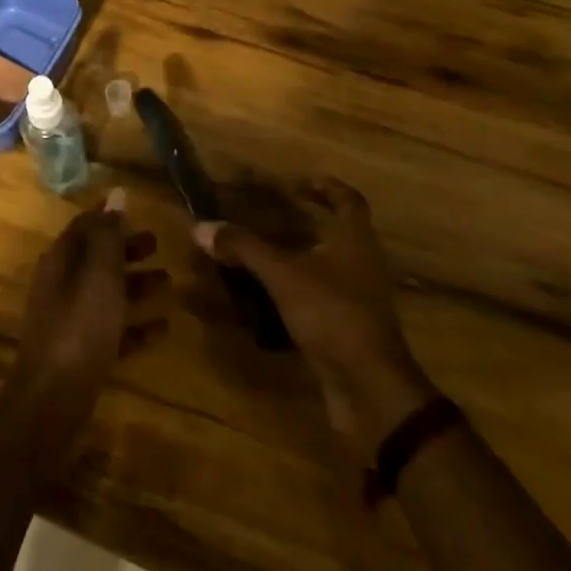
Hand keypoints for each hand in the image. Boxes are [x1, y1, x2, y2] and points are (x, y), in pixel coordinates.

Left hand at [6, 189, 168, 465]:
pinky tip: (165, 328)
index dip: (109, 216)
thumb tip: (117, 194)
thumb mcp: (99, 276)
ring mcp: (70, 321)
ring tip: (169, 283)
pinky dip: (136, 325)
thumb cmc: (79, 329)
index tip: (136, 209)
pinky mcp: (82, 353)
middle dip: (126, 250)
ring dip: (135, 285)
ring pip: (106, 293)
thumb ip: (109, 236)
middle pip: (96, 259)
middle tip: (159, 244)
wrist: (53, 402)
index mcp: (60, 262)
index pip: (84, 226)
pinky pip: (113, 330)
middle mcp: (62, 286)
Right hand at [194, 177, 432, 456]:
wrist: (370, 388)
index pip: (349, 200)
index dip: (327, 187)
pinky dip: (298, 289)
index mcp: (355, 240)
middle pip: (339, 231)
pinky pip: (322, 296)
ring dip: (300, 255)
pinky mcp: (349, 327)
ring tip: (263, 251)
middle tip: (270, 213)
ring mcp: (358, 298)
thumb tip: (201, 226)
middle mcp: (362, 263)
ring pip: (329, 265)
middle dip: (307, 221)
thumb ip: (245, 248)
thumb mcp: (283, 276)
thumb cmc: (333, 315)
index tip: (299, 181)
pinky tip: (269, 295)